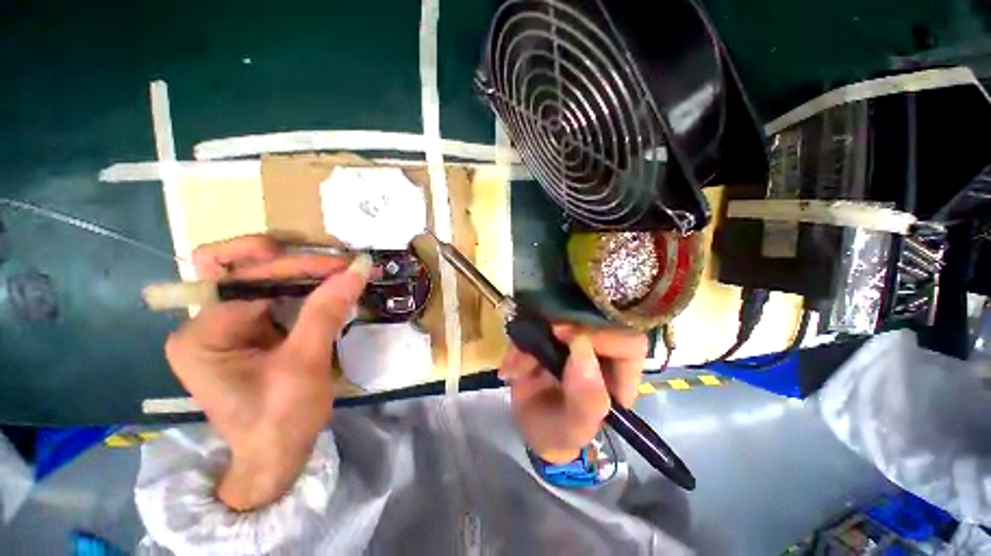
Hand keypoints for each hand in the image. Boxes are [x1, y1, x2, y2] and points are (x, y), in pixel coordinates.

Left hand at [164, 235, 370, 510]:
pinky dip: (302, 287)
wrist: (276, 456)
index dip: (294, 268)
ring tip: (337, 271)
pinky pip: (273, 295)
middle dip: (293, 262)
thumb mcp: (304, 365)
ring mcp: (225, 325)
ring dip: (299, 271)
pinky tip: (327, 287)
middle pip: (242, 269)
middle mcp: (203, 323)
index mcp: (200, 335)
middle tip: (339, 264)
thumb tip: (357, 269)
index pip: (245, 280)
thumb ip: (326, 312)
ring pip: (259, 278)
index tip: (340, 266)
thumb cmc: (281, 420)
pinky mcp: (248, 330)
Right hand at [499, 325, 647, 463]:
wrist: (534, 429)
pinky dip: (519, 344)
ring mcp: (574, 339)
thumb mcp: (574, 429)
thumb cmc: (562, 434)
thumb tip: (582, 347)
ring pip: (561, 319)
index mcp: (619, 376)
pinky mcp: (551, 336)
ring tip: (515, 368)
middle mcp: (601, 351)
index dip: (603, 336)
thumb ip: (586, 399)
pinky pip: (535, 326)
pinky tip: (510, 368)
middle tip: (531, 348)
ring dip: (532, 340)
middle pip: (593, 321)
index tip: (567, 338)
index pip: (629, 344)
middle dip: (558, 331)